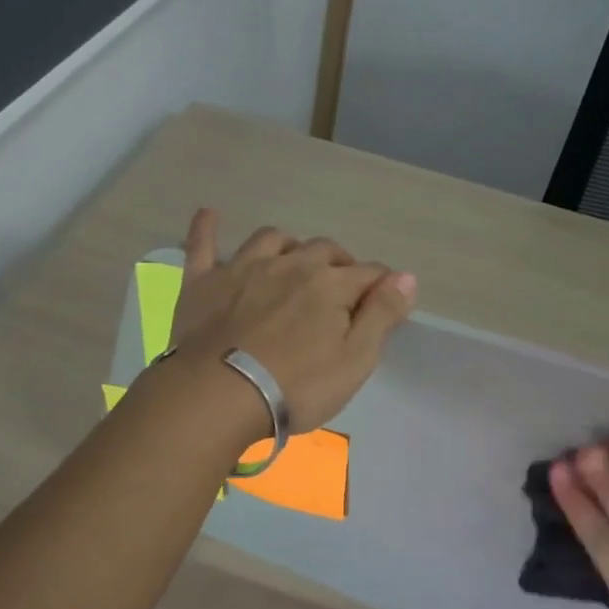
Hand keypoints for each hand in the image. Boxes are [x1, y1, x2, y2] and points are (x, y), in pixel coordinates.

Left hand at [166, 209, 416, 433]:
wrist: (218, 394)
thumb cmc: (296, 386)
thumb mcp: (355, 360)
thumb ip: (382, 315)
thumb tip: (405, 277)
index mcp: (329, 284)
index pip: (368, 273)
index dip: (381, 285)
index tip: (383, 302)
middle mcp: (290, 264)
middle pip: (323, 250)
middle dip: (338, 264)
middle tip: (339, 290)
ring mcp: (243, 268)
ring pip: (272, 239)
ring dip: (289, 246)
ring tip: (292, 262)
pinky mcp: (203, 281)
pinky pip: (203, 244)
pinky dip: (208, 228)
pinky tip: (210, 214)